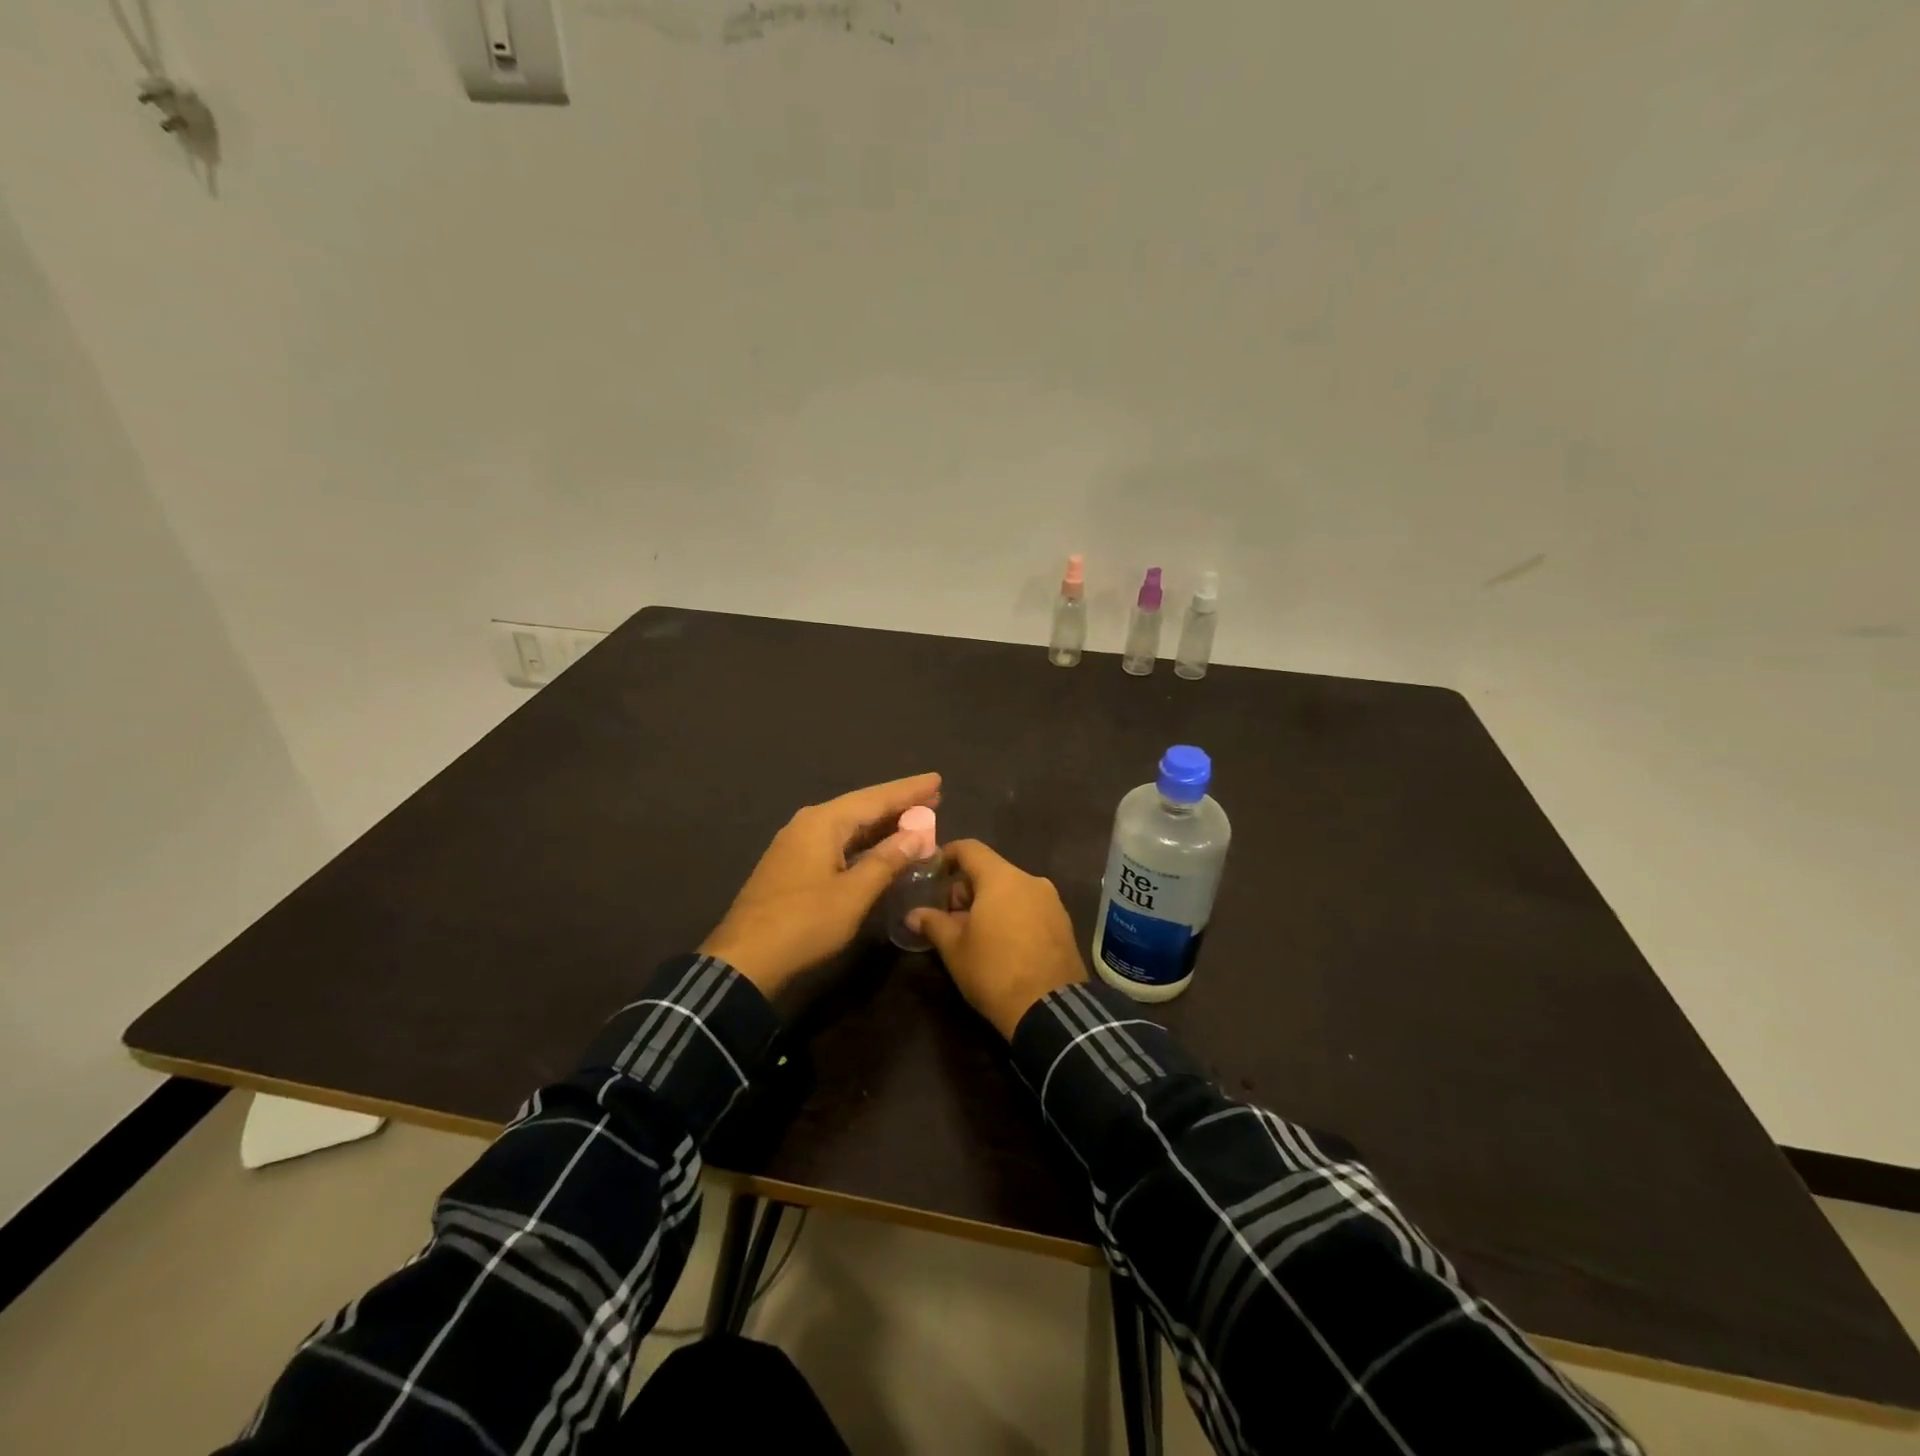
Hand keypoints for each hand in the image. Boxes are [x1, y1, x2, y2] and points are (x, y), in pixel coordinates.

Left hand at [700, 773, 940, 997]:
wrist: (745, 960)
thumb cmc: (804, 922)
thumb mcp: (854, 893)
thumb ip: (887, 860)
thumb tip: (916, 834)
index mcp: (823, 822)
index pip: (875, 798)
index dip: (909, 790)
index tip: (937, 780)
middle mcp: (808, 824)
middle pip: (861, 807)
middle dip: (897, 804)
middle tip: (933, 798)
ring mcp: (796, 845)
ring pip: (848, 826)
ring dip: (881, 825)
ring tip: (914, 819)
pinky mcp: (792, 866)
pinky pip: (837, 843)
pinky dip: (863, 843)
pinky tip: (880, 849)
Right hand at [908, 839, 1087, 1039]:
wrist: (1050, 1009)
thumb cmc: (994, 971)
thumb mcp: (954, 949)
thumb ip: (933, 923)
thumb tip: (913, 914)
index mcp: (1001, 878)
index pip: (970, 849)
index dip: (947, 855)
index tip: (931, 873)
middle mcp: (1030, 880)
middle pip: (991, 870)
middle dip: (966, 888)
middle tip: (948, 916)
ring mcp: (1051, 901)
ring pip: (1012, 889)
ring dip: (990, 903)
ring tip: (974, 933)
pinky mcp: (1063, 923)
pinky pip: (1030, 907)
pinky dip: (1012, 914)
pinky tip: (1002, 943)